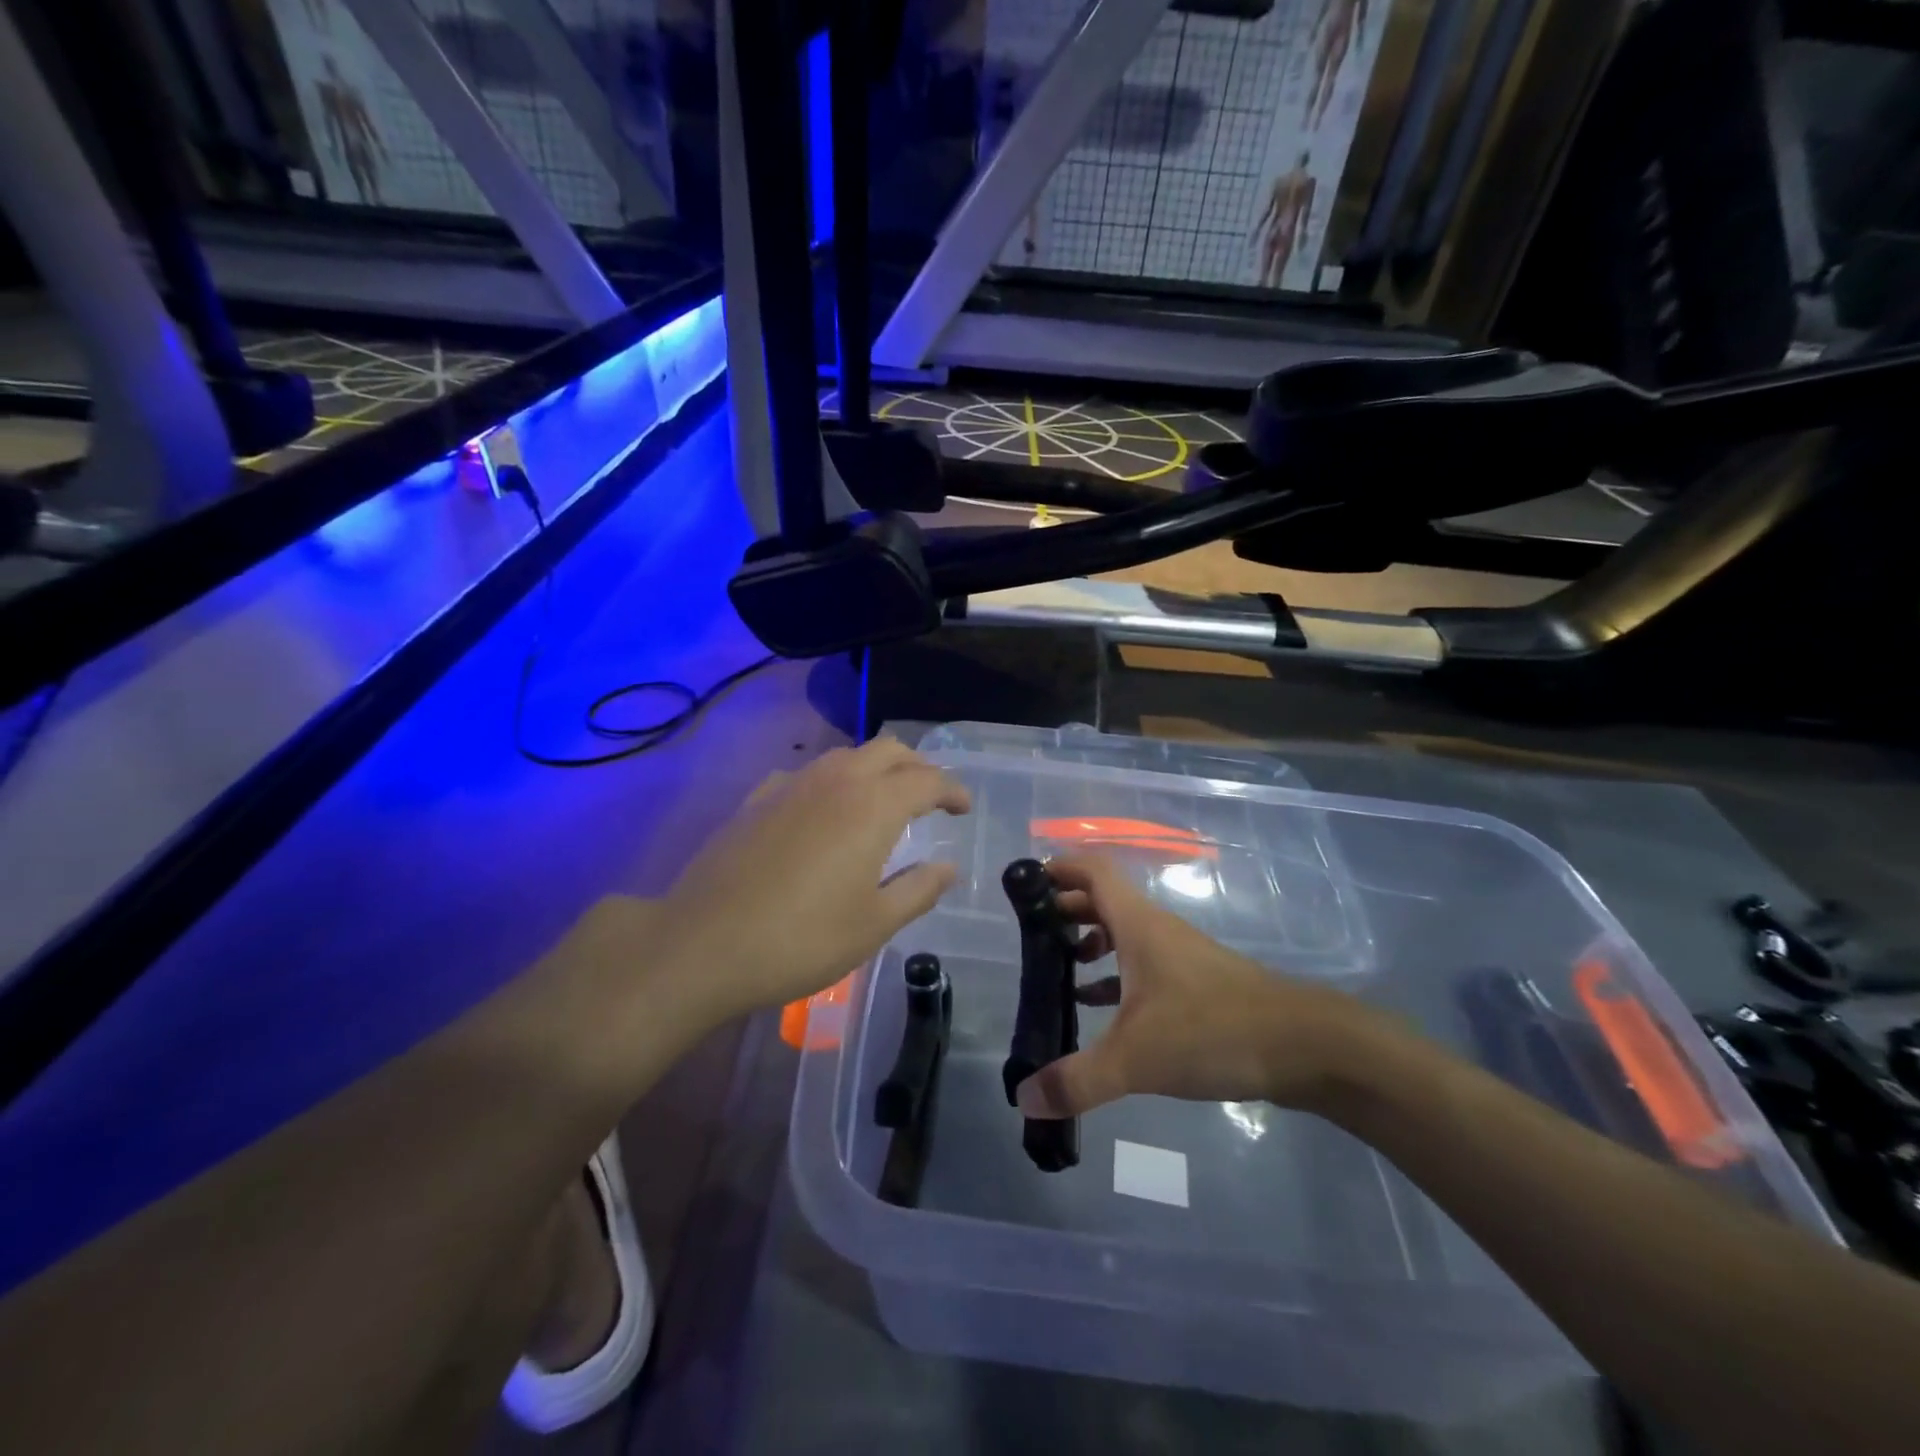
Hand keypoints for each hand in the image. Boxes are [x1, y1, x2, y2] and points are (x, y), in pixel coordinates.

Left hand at [655, 739, 970, 1023]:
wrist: (703, 944)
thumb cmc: (801, 939)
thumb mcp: (873, 924)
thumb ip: (918, 890)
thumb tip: (947, 867)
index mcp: (872, 806)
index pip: (927, 779)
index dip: (952, 790)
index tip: (963, 808)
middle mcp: (835, 781)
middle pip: (888, 750)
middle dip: (917, 766)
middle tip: (929, 797)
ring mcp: (790, 785)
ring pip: (845, 755)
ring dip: (874, 769)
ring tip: (881, 802)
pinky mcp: (756, 800)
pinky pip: (805, 774)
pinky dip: (830, 783)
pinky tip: (822, 813)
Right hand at [1014, 856, 1379, 1119]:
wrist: (1305, 1046)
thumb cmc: (1213, 1030)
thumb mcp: (1137, 1058)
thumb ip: (1078, 1079)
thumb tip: (1023, 1098)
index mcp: (1138, 924)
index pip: (1093, 870)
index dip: (1059, 867)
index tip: (1026, 884)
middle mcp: (1156, 930)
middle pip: (1103, 900)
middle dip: (1065, 908)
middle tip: (1031, 933)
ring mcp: (1179, 956)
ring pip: (1124, 933)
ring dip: (1089, 941)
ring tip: (1056, 968)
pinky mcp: (1196, 985)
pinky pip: (1142, 966)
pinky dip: (1114, 976)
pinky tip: (1097, 1007)